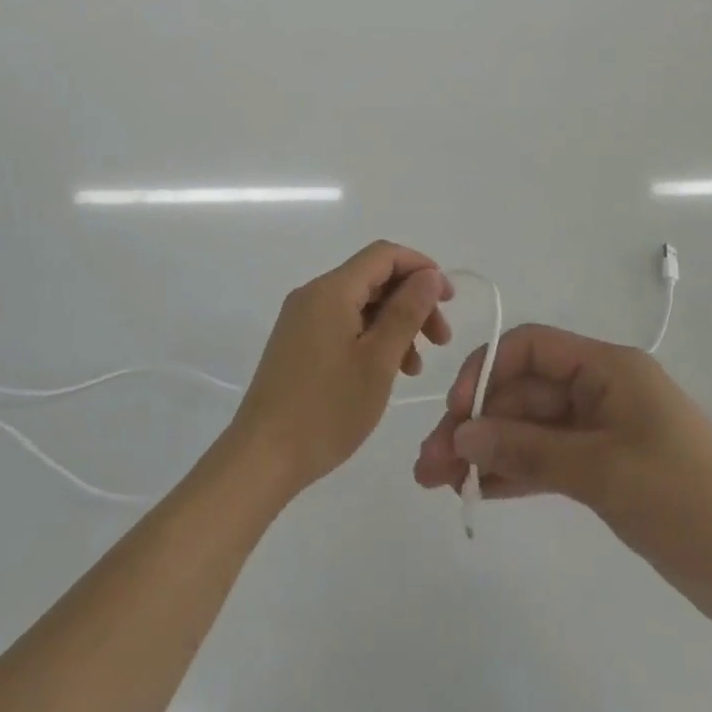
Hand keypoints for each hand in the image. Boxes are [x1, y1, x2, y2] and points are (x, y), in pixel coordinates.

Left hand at [231, 242, 452, 497]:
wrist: (263, 456)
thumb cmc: (327, 409)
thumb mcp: (378, 360)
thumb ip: (406, 312)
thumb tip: (429, 275)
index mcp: (331, 290)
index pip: (383, 255)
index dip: (421, 268)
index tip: (449, 300)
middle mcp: (313, 294)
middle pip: (373, 278)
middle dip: (411, 301)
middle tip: (441, 340)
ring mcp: (301, 319)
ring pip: (359, 304)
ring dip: (394, 324)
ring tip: (415, 366)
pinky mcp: (297, 342)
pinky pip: (342, 324)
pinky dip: (371, 338)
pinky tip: (386, 371)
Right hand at [413, 325, 711, 628]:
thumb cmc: (686, 500)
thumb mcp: (603, 471)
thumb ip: (528, 450)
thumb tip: (461, 436)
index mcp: (606, 368)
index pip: (529, 348)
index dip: (486, 371)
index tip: (455, 413)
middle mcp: (598, 389)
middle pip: (522, 394)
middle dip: (475, 425)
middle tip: (429, 465)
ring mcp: (599, 430)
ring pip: (528, 430)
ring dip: (486, 452)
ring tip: (438, 482)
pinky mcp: (601, 468)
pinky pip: (545, 460)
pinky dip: (513, 472)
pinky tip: (479, 491)